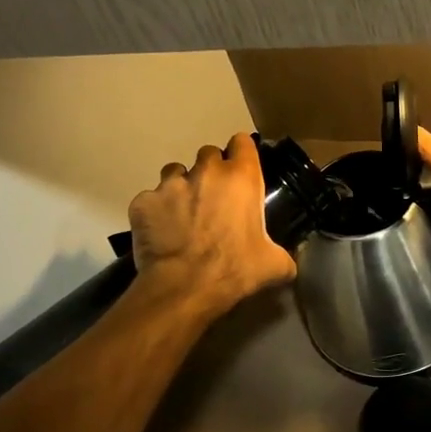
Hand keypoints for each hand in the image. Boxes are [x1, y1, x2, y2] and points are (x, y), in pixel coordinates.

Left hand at [129, 134, 296, 317]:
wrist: (183, 288)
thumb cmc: (235, 270)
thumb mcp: (273, 265)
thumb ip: (283, 255)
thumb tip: (287, 262)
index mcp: (241, 177)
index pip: (242, 143)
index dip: (242, 154)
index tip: (241, 170)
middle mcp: (206, 171)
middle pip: (209, 154)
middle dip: (211, 172)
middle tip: (213, 199)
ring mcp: (170, 184)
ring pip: (175, 171)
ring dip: (181, 186)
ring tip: (183, 213)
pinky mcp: (143, 201)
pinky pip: (150, 199)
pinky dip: (155, 211)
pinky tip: (160, 232)